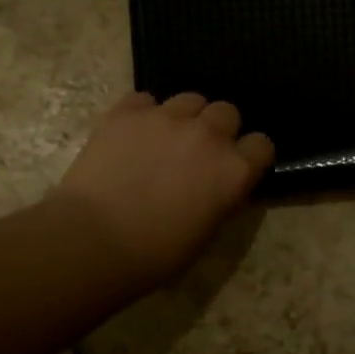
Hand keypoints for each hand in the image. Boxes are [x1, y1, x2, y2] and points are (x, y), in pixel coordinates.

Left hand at [48, 91, 272, 290]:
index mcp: (234, 170)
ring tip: (165, 139)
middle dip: (218, 129)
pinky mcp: (127, 112)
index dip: (250, 156)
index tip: (236, 167)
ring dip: (184, 117)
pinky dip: (142, 114)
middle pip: (227, 112)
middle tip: (198, 152)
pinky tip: (131, 135)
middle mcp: (208, 135)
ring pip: (190, 99)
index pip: (262, 145)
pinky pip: (145, 100)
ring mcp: (167, 118)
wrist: (92, 241)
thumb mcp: (206, 233)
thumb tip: (219, 186)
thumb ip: (221, 197)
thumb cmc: (154, 254)